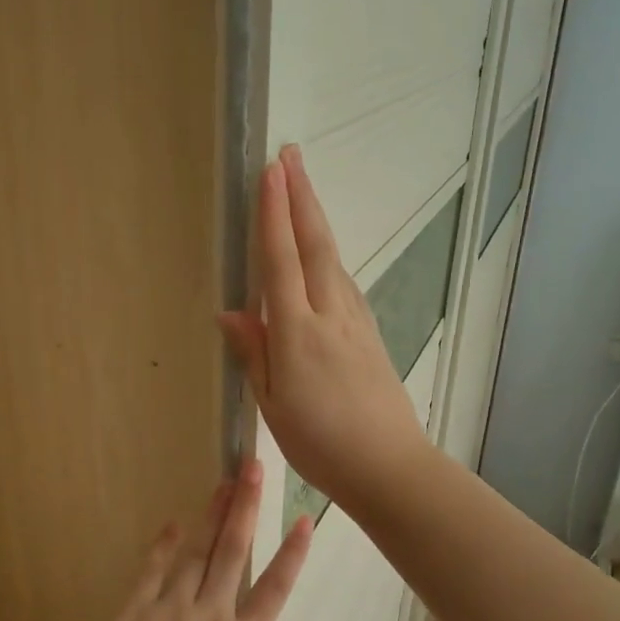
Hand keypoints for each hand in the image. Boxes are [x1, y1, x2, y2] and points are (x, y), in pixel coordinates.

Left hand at [76, 461, 311, 620]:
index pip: (276, 589)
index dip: (293, 553)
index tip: (305, 520)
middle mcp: (211, 616)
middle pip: (234, 551)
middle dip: (246, 507)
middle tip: (253, 469)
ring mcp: (170, 610)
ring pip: (196, 553)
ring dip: (211, 516)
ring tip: (223, 482)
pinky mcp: (135, 614)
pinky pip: (151, 573)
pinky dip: (163, 547)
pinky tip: (173, 524)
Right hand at [218, 144, 430, 510]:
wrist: (388, 466)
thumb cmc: (320, 443)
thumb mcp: (272, 404)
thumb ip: (255, 353)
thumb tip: (231, 312)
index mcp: (298, 333)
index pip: (281, 261)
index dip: (273, 214)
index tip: (270, 171)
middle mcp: (331, 315)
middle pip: (315, 245)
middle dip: (302, 197)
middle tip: (291, 155)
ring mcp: (356, 323)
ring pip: (334, 260)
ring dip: (317, 221)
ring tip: (303, 192)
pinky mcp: (370, 335)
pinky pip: (345, 284)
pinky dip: (330, 256)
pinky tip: (323, 255)